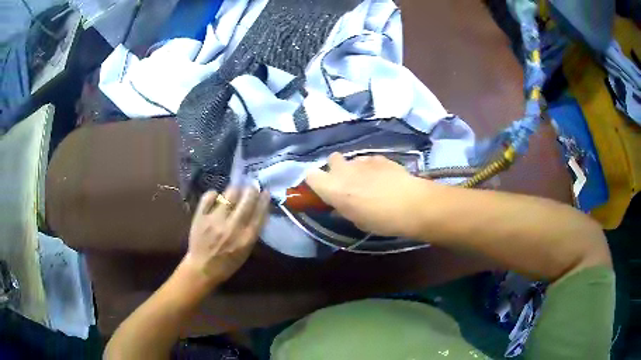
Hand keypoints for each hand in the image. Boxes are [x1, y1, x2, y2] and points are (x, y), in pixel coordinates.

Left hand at [184, 187, 269, 284]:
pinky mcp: (200, 216)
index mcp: (246, 238)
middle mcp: (232, 227)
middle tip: (251, 187)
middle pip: (246, 200)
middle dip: (251, 190)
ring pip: (229, 194)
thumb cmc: (227, 263)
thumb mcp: (246, 251)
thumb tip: (259, 210)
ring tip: (235, 191)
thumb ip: (252, 231)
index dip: (264, 199)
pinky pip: (209, 196)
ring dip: (235, 190)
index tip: (265, 192)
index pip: (259, 213)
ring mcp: (215, 220)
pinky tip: (217, 197)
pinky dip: (214, 194)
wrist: (202, 268)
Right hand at [305, 153, 434, 237]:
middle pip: (331, 160)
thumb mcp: (356, 221)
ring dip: (355, 169)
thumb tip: (340, 204)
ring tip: (370, 181)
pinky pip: (369, 160)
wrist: (411, 204)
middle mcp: (343, 170)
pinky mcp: (379, 157)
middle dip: (336, 169)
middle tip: (347, 183)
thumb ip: (344, 208)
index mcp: (333, 189)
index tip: (324, 190)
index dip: (316, 182)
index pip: (311, 176)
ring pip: (352, 159)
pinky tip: (384, 178)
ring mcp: (362, 161)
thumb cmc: (381, 220)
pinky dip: (372, 167)